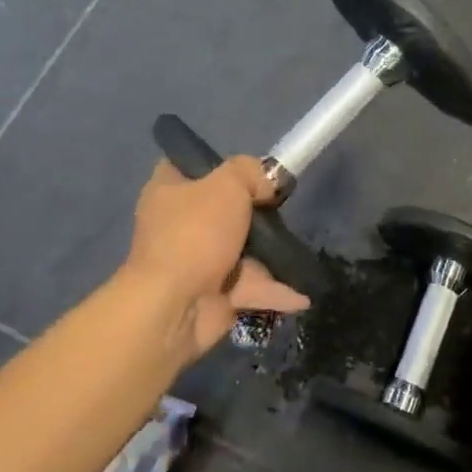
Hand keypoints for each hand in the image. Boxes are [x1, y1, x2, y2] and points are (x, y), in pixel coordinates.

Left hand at [120, 157, 309, 360]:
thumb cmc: (195, 232)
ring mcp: (195, 262)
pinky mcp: (212, 295)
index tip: (250, 169)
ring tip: (300, 248)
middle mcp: (178, 224)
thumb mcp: (229, 183)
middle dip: (255, 210)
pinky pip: (249, 285)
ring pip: (240, 249)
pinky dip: (273, 289)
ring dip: (270, 253)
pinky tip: (302, 294)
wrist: (175, 308)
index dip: (218, 163)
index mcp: (169, 191)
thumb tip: (268, 184)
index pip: (188, 165)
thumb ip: (252, 172)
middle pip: (222, 208)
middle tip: (281, 206)